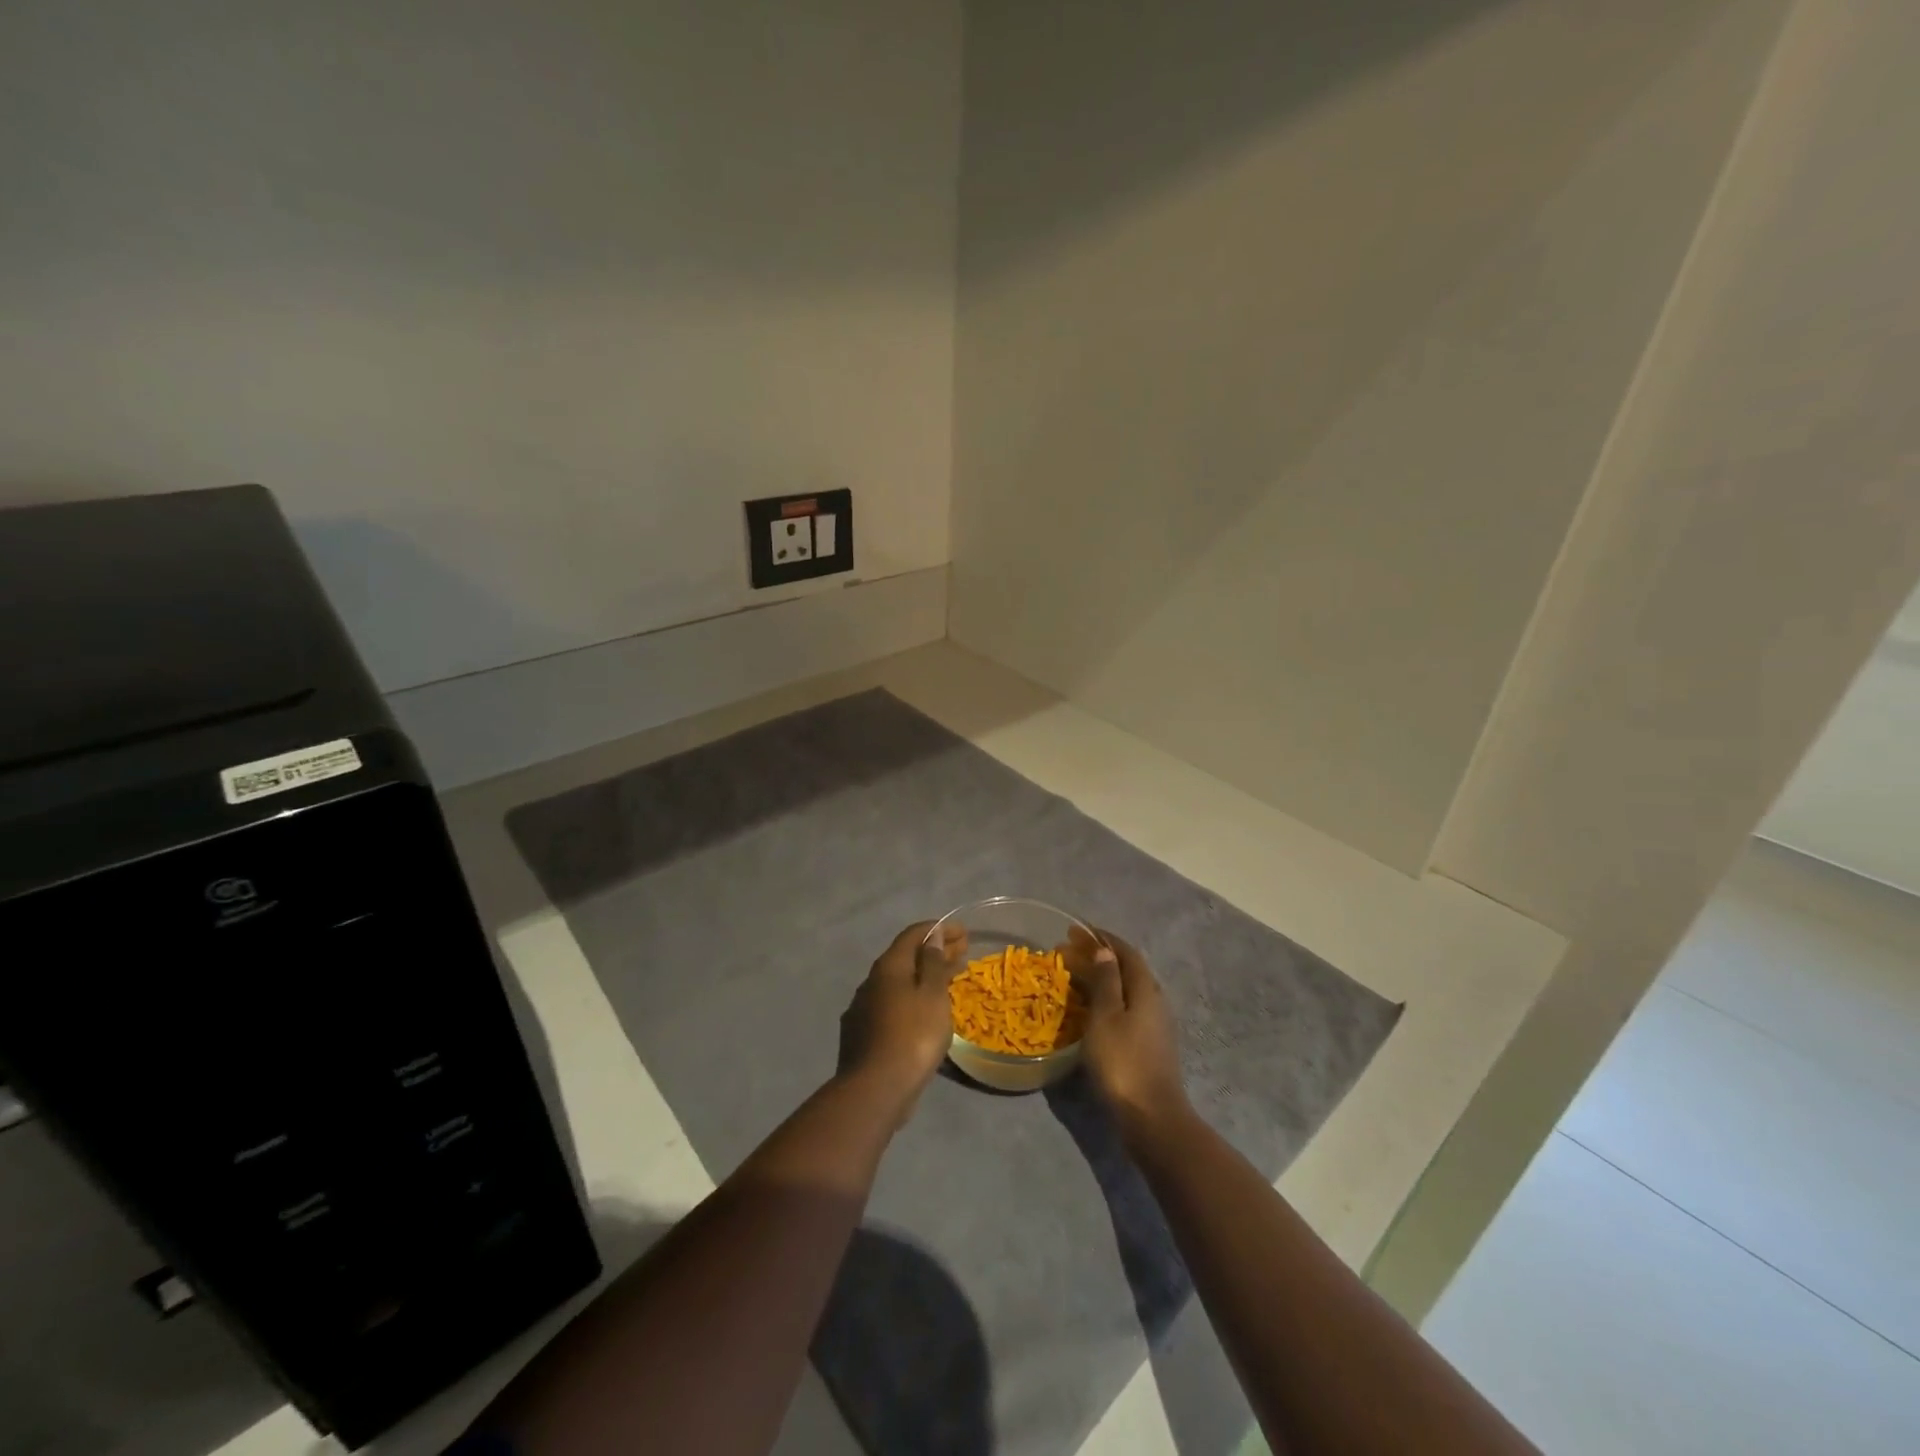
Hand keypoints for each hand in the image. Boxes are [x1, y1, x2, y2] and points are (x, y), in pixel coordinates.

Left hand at [838, 920, 966, 1120]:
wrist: (875, 1090)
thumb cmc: (913, 1036)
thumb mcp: (932, 996)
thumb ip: (933, 963)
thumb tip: (932, 937)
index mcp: (888, 967)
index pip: (913, 934)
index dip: (938, 929)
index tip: (962, 932)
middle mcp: (871, 982)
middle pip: (905, 958)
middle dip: (934, 952)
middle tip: (962, 952)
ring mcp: (862, 1009)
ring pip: (898, 983)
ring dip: (924, 977)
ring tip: (948, 981)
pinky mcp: (861, 1034)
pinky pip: (892, 1005)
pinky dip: (912, 999)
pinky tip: (923, 1011)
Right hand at [1067, 928, 1189, 1142]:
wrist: (1152, 1117)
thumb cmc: (1123, 1062)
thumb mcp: (1106, 1017)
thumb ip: (1106, 981)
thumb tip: (1104, 950)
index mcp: (1145, 989)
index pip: (1125, 951)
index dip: (1101, 938)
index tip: (1075, 931)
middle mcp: (1155, 1001)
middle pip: (1127, 968)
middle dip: (1098, 956)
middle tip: (1067, 952)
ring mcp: (1155, 1025)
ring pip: (1126, 989)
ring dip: (1102, 978)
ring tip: (1074, 976)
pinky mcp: (1150, 1044)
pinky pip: (1126, 1007)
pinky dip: (1106, 999)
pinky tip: (1091, 1009)